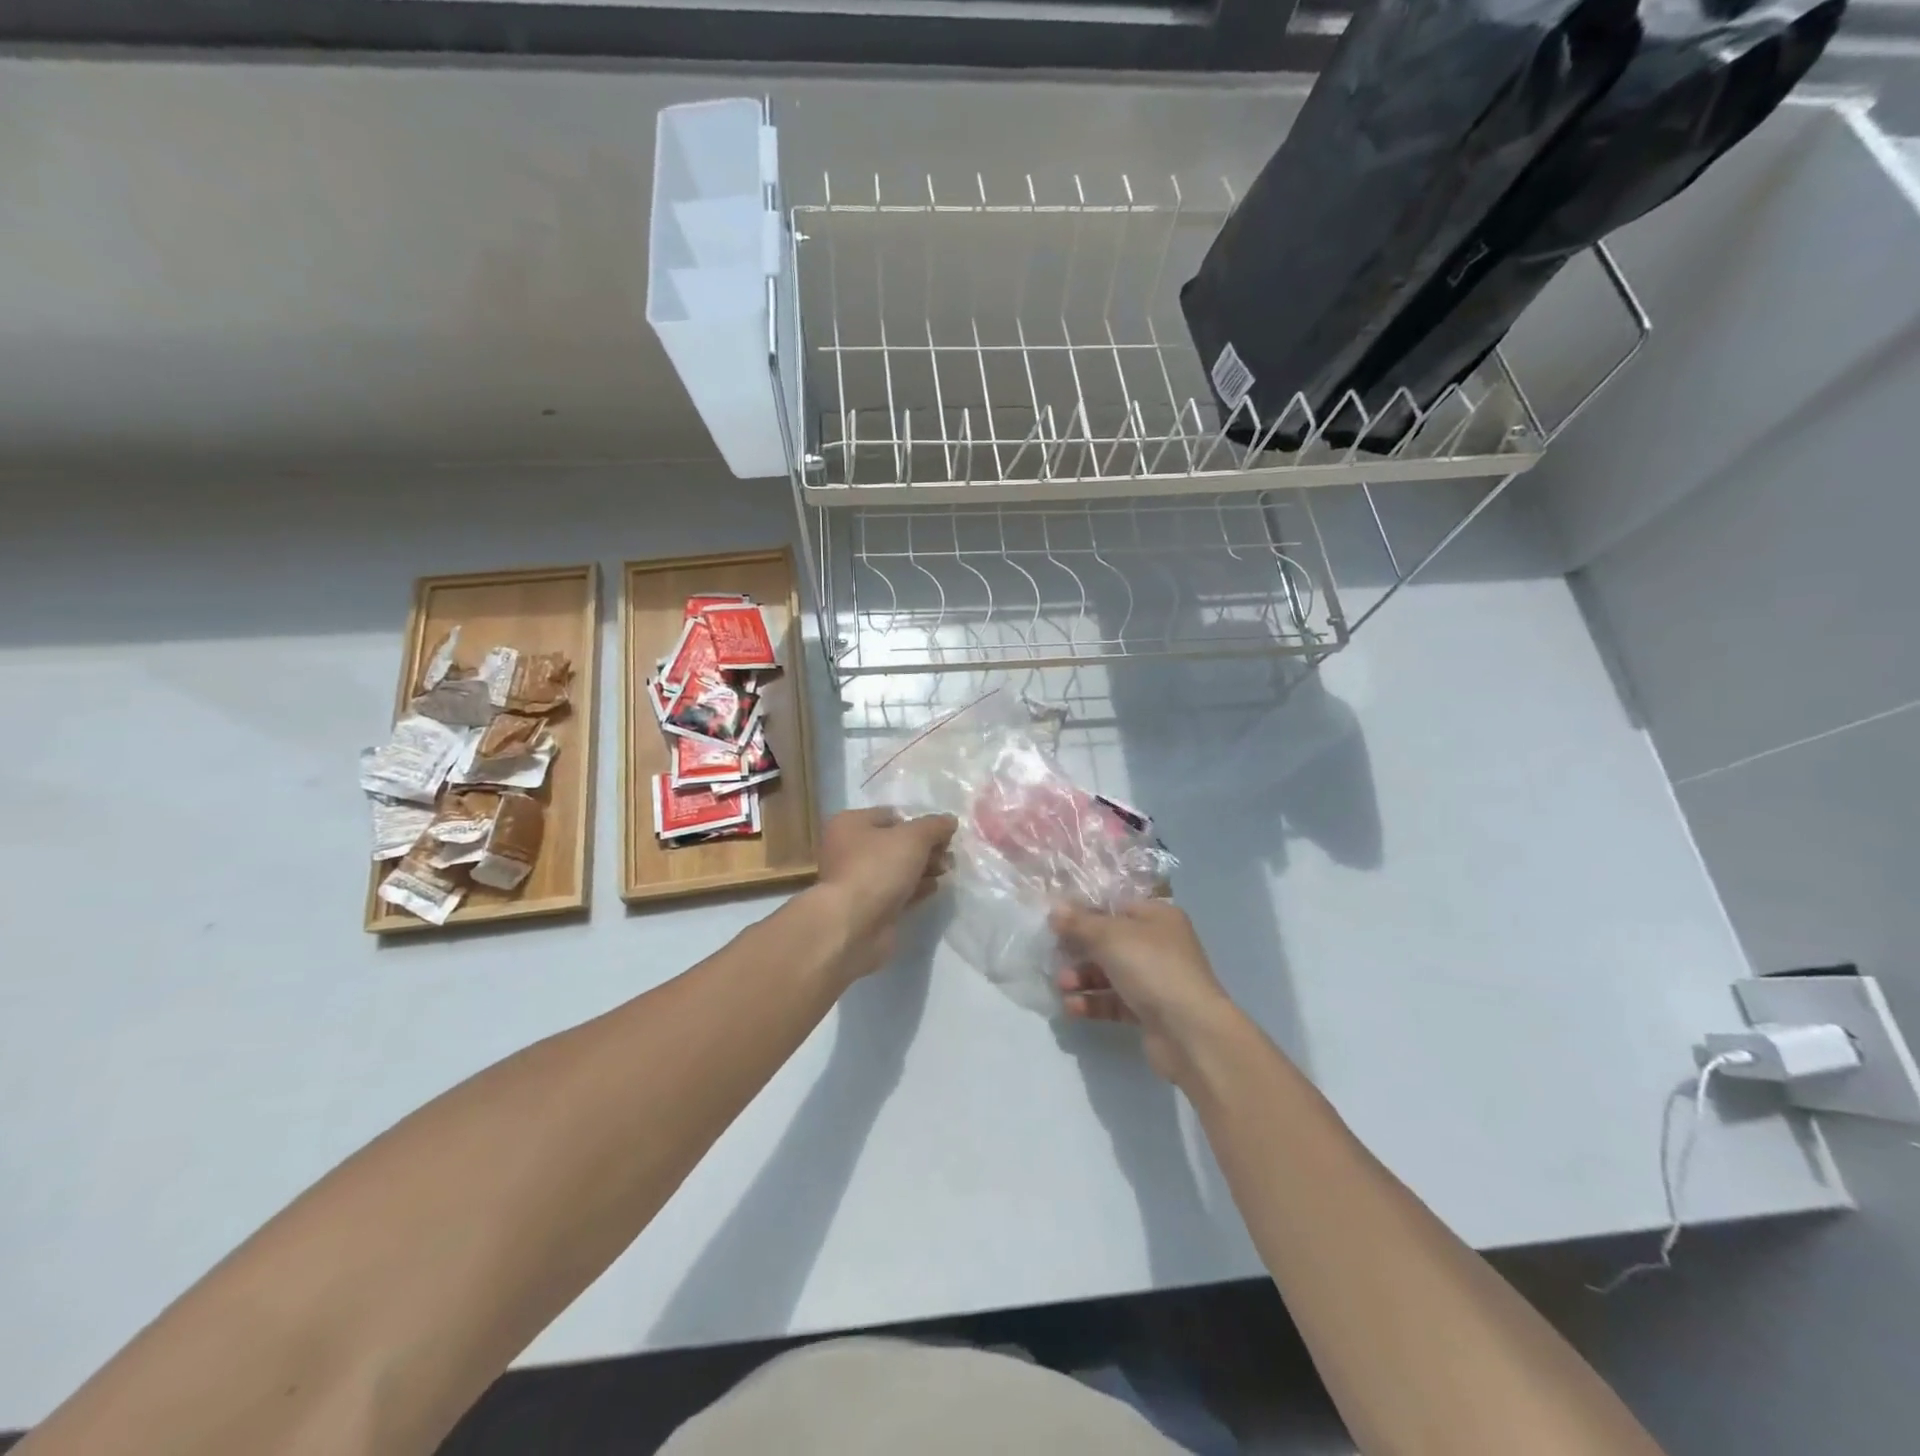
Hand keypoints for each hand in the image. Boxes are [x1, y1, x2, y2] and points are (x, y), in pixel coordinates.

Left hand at [813, 807, 957, 979]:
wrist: (854, 925)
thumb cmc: (878, 868)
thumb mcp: (913, 837)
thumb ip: (934, 826)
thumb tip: (949, 820)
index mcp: (850, 824)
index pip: (891, 815)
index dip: (919, 822)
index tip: (944, 834)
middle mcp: (848, 849)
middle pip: (895, 843)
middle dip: (925, 848)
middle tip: (948, 855)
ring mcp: (857, 881)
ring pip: (897, 869)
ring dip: (923, 868)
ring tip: (945, 871)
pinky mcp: (868, 907)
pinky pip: (896, 891)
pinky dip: (915, 889)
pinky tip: (934, 888)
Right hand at [1051, 899, 1242, 1084]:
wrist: (1190, 1032)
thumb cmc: (1152, 968)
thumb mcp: (1110, 936)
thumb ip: (1079, 923)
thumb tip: (1055, 910)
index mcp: (1157, 917)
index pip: (1115, 907)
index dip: (1085, 913)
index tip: (1055, 923)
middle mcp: (1159, 945)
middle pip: (1110, 942)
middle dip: (1079, 950)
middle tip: (1054, 957)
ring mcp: (1155, 980)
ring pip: (1110, 974)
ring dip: (1082, 978)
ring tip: (1061, 985)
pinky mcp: (1149, 1012)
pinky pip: (1114, 1002)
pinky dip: (1093, 1002)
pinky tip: (1071, 1007)